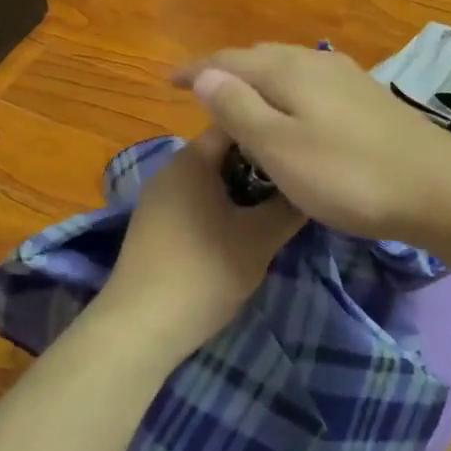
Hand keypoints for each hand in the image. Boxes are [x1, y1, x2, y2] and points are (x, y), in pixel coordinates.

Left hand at [97, 129, 304, 365]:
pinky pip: (195, 202)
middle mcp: (170, 169)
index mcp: (192, 158)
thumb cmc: (205, 271)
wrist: (140, 328)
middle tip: (295, 183)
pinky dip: (221, 208)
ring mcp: (158, 199)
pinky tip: (241, 232)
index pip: (237, 123)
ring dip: (242, 190)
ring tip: (275, 209)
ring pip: (210, 180)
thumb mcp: (261, 238)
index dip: (271, 131)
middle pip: (224, 152)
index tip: (300, 148)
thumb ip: (290, 206)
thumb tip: (311, 184)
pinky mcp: (153, 227)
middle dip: (260, 165)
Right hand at [175, 45, 450, 242]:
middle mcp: (317, 62)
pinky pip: (311, 84)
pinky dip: (287, 93)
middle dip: (227, 71)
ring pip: (289, 69)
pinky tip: (293, 113)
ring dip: (258, 81)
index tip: (167, 81)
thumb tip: (205, 73)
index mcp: (289, 70)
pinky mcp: (368, 99)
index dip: (196, 69)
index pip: (229, 59)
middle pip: (260, 57)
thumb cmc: (348, 174)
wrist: (437, 187)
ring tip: (240, 102)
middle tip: (201, 93)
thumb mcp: (280, 147)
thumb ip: (239, 108)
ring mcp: (347, 78)